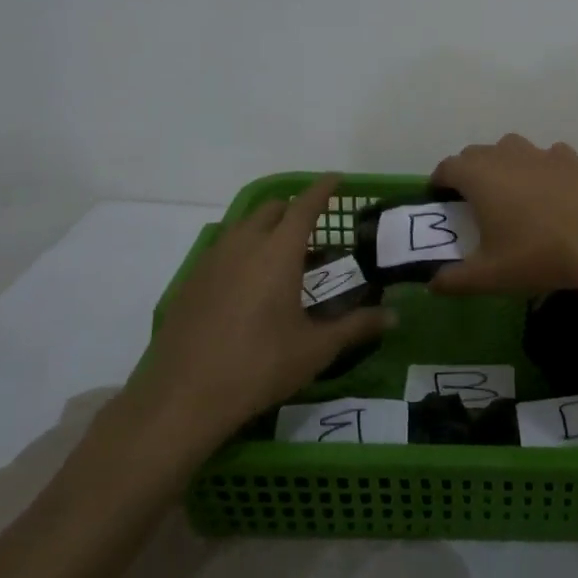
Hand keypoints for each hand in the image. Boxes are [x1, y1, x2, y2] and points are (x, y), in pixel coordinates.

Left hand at [114, 176, 393, 474]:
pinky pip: (222, 250)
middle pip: (270, 210)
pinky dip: (242, 251)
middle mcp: (243, 246)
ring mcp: (211, 262)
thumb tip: (394, 317)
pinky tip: (249, 286)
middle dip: (293, 209)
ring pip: (242, 228)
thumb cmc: (259, 367)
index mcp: (278, 253)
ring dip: (265, 229)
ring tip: (283, 257)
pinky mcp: (190, 284)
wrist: (183, 398)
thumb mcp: (316, 349)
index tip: (336, 179)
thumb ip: (356, 326)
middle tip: (314, 229)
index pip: (304, 206)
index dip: (322, 189)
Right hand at [428, 134, 577, 296]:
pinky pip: (547, 156)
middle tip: (472, 203)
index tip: (440, 201)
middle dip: (469, 173)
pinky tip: (549, 191)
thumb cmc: (537, 254)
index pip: (447, 167)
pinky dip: (541, 168)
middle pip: (477, 154)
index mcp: (479, 176)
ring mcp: (541, 154)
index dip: (439, 182)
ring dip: (503, 164)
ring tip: (510, 193)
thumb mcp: (489, 276)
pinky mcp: (571, 159)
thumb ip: (455, 280)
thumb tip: (433, 284)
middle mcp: (506, 155)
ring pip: (511, 148)